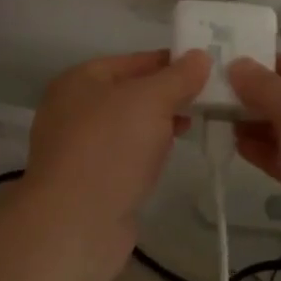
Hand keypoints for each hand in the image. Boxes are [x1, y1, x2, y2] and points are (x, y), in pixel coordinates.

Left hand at [26, 50, 210, 253]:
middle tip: (207, 99)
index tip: (206, 67)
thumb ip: (178, 77)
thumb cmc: (110, 148)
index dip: (170, 62)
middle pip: (131, 93)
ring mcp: (79, 148)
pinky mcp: (89, 181)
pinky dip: (147, 152)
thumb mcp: (151, 100)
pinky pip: (125, 155)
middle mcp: (73, 109)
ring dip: (159, 124)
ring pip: (129, 126)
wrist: (74, 224)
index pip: (133, 61)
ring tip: (193, 125)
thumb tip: (200, 56)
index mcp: (79, 80)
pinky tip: (168, 156)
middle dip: (168, 95)